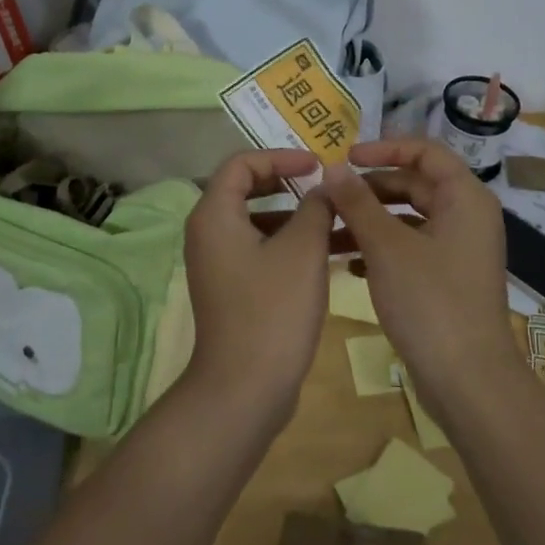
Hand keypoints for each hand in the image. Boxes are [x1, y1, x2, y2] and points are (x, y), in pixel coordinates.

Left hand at [181, 150, 334, 429]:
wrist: (245, 388)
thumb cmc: (273, 310)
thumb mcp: (303, 250)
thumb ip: (316, 206)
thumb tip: (325, 185)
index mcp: (214, 214)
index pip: (242, 163)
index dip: (281, 156)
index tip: (317, 166)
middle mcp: (208, 233)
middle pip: (247, 189)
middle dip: (288, 183)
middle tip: (324, 185)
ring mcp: (218, 263)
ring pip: (258, 222)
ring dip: (295, 216)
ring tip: (336, 220)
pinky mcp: (232, 288)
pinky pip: (260, 250)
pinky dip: (289, 244)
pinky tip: (328, 253)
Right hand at [321, 140, 513, 404]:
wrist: (467, 381)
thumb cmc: (430, 302)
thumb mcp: (386, 247)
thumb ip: (357, 202)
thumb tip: (332, 168)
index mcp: (464, 198)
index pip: (424, 151)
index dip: (384, 148)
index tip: (345, 157)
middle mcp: (467, 217)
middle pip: (414, 184)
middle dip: (370, 188)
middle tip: (329, 196)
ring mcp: (459, 250)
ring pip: (409, 219)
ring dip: (370, 221)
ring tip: (329, 230)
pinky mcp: (448, 279)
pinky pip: (411, 248)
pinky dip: (381, 249)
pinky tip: (347, 264)